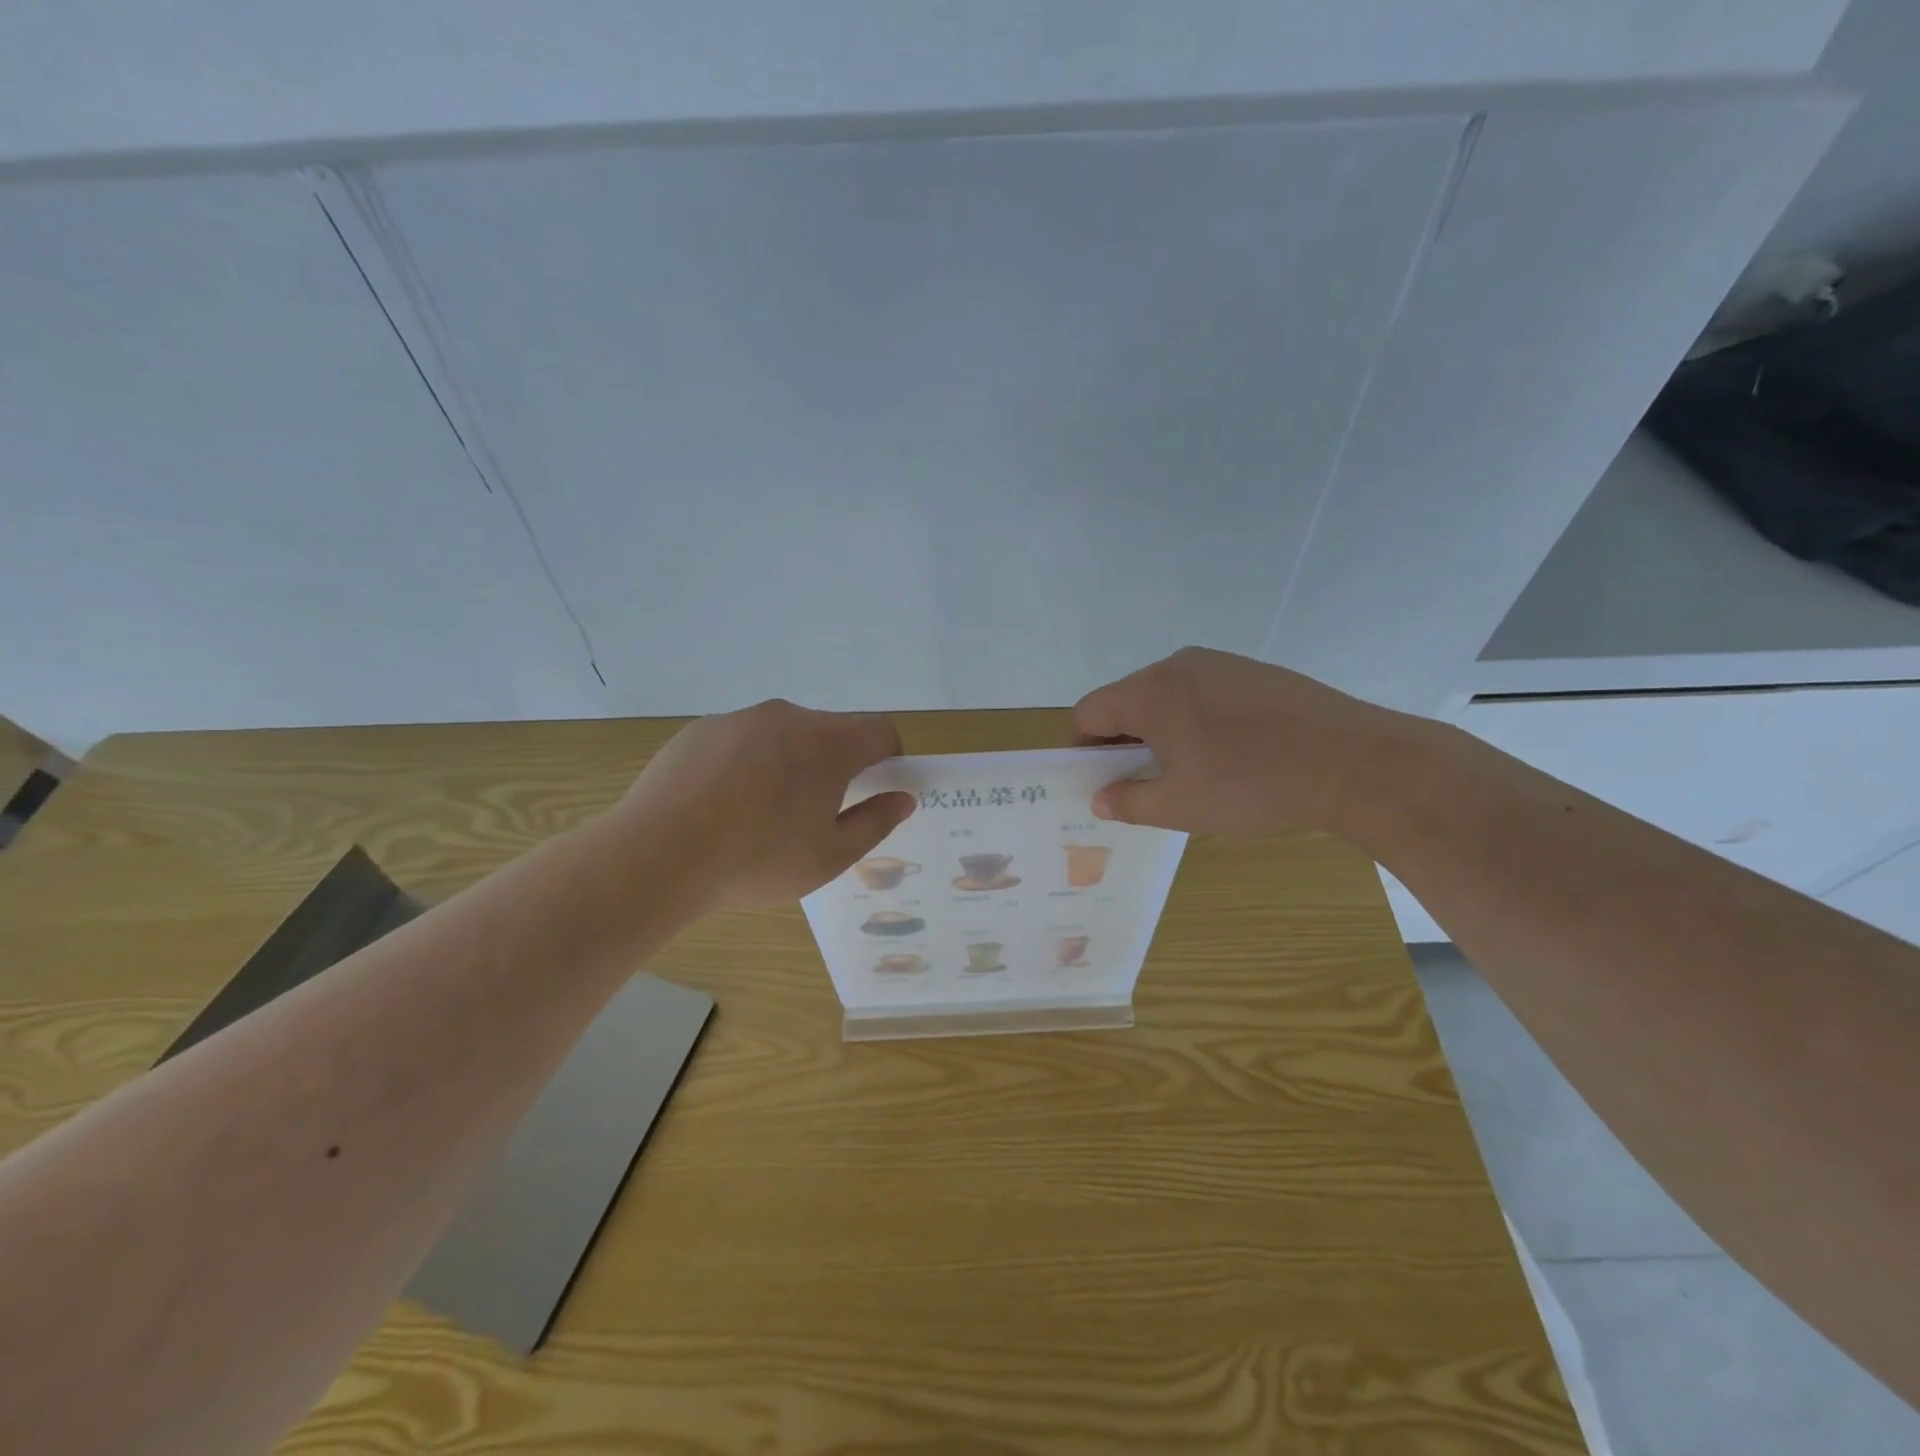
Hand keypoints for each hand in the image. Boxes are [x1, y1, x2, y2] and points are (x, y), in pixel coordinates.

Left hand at [616, 699, 914, 911]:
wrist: (656, 855)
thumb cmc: (756, 860)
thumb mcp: (829, 856)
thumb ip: (875, 822)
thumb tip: (902, 798)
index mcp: (827, 742)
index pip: (881, 729)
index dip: (890, 757)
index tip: (877, 789)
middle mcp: (787, 717)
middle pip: (830, 731)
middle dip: (836, 765)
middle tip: (815, 815)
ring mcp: (739, 719)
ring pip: (783, 735)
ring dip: (789, 764)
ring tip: (760, 816)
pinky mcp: (699, 729)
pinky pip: (741, 741)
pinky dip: (747, 764)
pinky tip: (721, 807)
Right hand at [1074, 647, 1421, 836]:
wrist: (1351, 761)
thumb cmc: (1250, 786)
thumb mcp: (1179, 806)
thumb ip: (1128, 801)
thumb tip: (1100, 798)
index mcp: (1149, 693)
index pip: (1090, 711)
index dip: (1083, 746)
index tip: (1099, 777)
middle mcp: (1177, 666)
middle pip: (1127, 698)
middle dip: (1122, 738)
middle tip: (1141, 779)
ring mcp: (1219, 663)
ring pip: (1167, 693)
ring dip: (1160, 727)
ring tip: (1189, 767)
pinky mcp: (1254, 670)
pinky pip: (1204, 690)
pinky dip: (1197, 717)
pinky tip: (1229, 751)